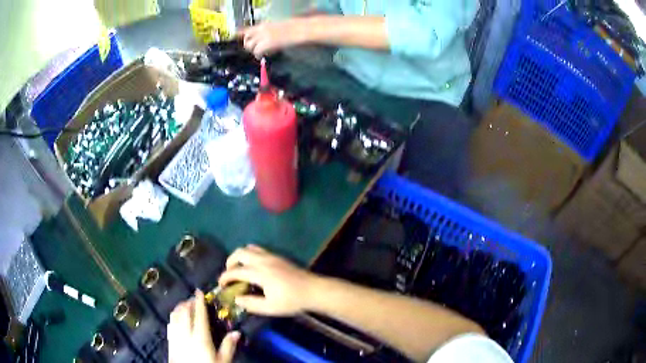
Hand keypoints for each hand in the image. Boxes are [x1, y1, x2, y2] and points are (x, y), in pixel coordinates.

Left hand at [168, 290, 239, 362]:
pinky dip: (173, 317)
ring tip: (184, 305)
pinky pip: (170, 324)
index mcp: (201, 337)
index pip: (199, 315)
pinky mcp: (170, 342)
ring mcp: (176, 337)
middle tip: (193, 298)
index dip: (199, 301)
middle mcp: (186, 333)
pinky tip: (175, 318)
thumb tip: (237, 332)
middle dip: (188, 302)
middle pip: (184, 312)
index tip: (199, 291)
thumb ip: (228, 346)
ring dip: (179, 308)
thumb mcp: (223, 361)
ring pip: (175, 316)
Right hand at [218, 245, 318, 315]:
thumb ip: (251, 303)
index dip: (225, 277)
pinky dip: (250, 255)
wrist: (313, 290)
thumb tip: (236, 299)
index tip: (220, 284)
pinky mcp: (278, 256)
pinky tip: (253, 267)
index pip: (236, 271)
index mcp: (260, 273)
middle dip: (230, 262)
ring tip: (240, 269)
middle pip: (240, 253)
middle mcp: (263, 260)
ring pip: (249, 248)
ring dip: (240, 256)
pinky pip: (258, 249)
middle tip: (229, 274)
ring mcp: (271, 256)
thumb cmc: (292, 301)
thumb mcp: (270, 307)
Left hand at [238, 20, 308, 57]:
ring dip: (254, 51)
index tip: (235, 37)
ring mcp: (264, 36)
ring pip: (250, 46)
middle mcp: (261, 29)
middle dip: (249, 45)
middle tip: (256, 49)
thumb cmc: (297, 28)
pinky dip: (259, 55)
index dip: (240, 34)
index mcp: (265, 24)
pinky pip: (257, 52)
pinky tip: (266, 55)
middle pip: (246, 39)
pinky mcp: (267, 44)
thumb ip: (269, 32)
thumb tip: (266, 39)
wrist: (303, 29)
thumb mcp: (280, 27)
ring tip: (263, 53)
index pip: (247, 29)